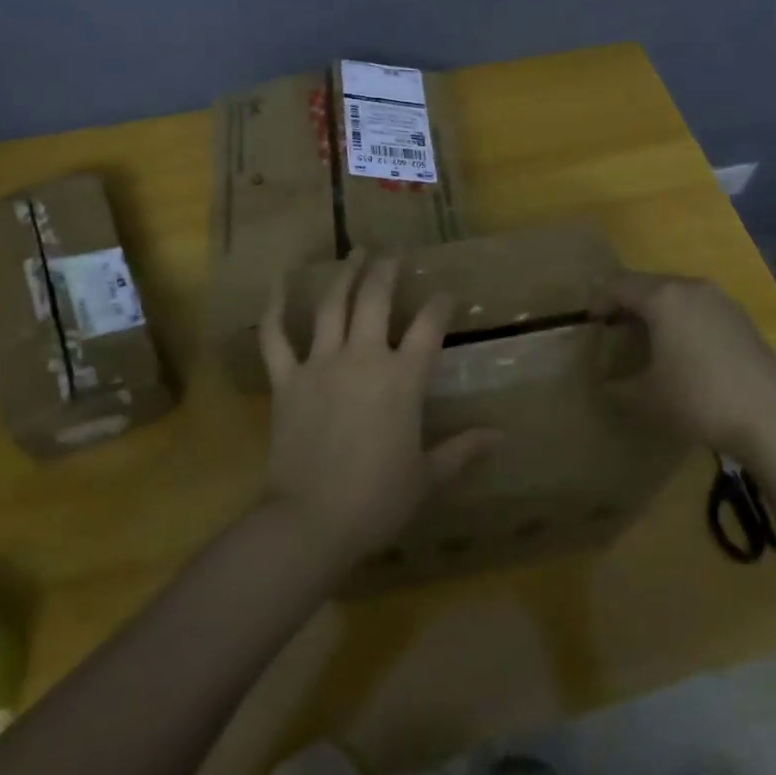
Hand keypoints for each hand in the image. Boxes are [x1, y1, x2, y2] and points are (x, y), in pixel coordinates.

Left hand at [257, 251, 499, 568]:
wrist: (311, 522)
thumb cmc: (377, 500)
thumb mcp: (428, 477)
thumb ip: (463, 450)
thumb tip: (501, 435)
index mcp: (402, 379)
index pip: (428, 327)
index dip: (440, 305)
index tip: (447, 292)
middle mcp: (363, 358)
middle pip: (376, 299)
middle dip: (388, 270)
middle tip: (395, 252)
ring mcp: (320, 364)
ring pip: (332, 306)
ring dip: (345, 275)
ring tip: (356, 253)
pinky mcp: (286, 380)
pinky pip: (275, 337)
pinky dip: (274, 308)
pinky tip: (277, 283)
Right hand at [594, 271, 775, 460]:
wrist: (773, 419)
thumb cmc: (699, 400)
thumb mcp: (646, 398)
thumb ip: (616, 388)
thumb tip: (602, 386)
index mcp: (663, 297)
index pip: (618, 284)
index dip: (598, 300)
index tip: (589, 323)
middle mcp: (691, 287)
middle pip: (647, 284)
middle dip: (626, 304)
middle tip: (613, 330)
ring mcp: (721, 300)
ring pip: (675, 294)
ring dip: (655, 311)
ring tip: (646, 340)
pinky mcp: (742, 318)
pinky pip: (699, 307)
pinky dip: (681, 319)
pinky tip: (683, 350)